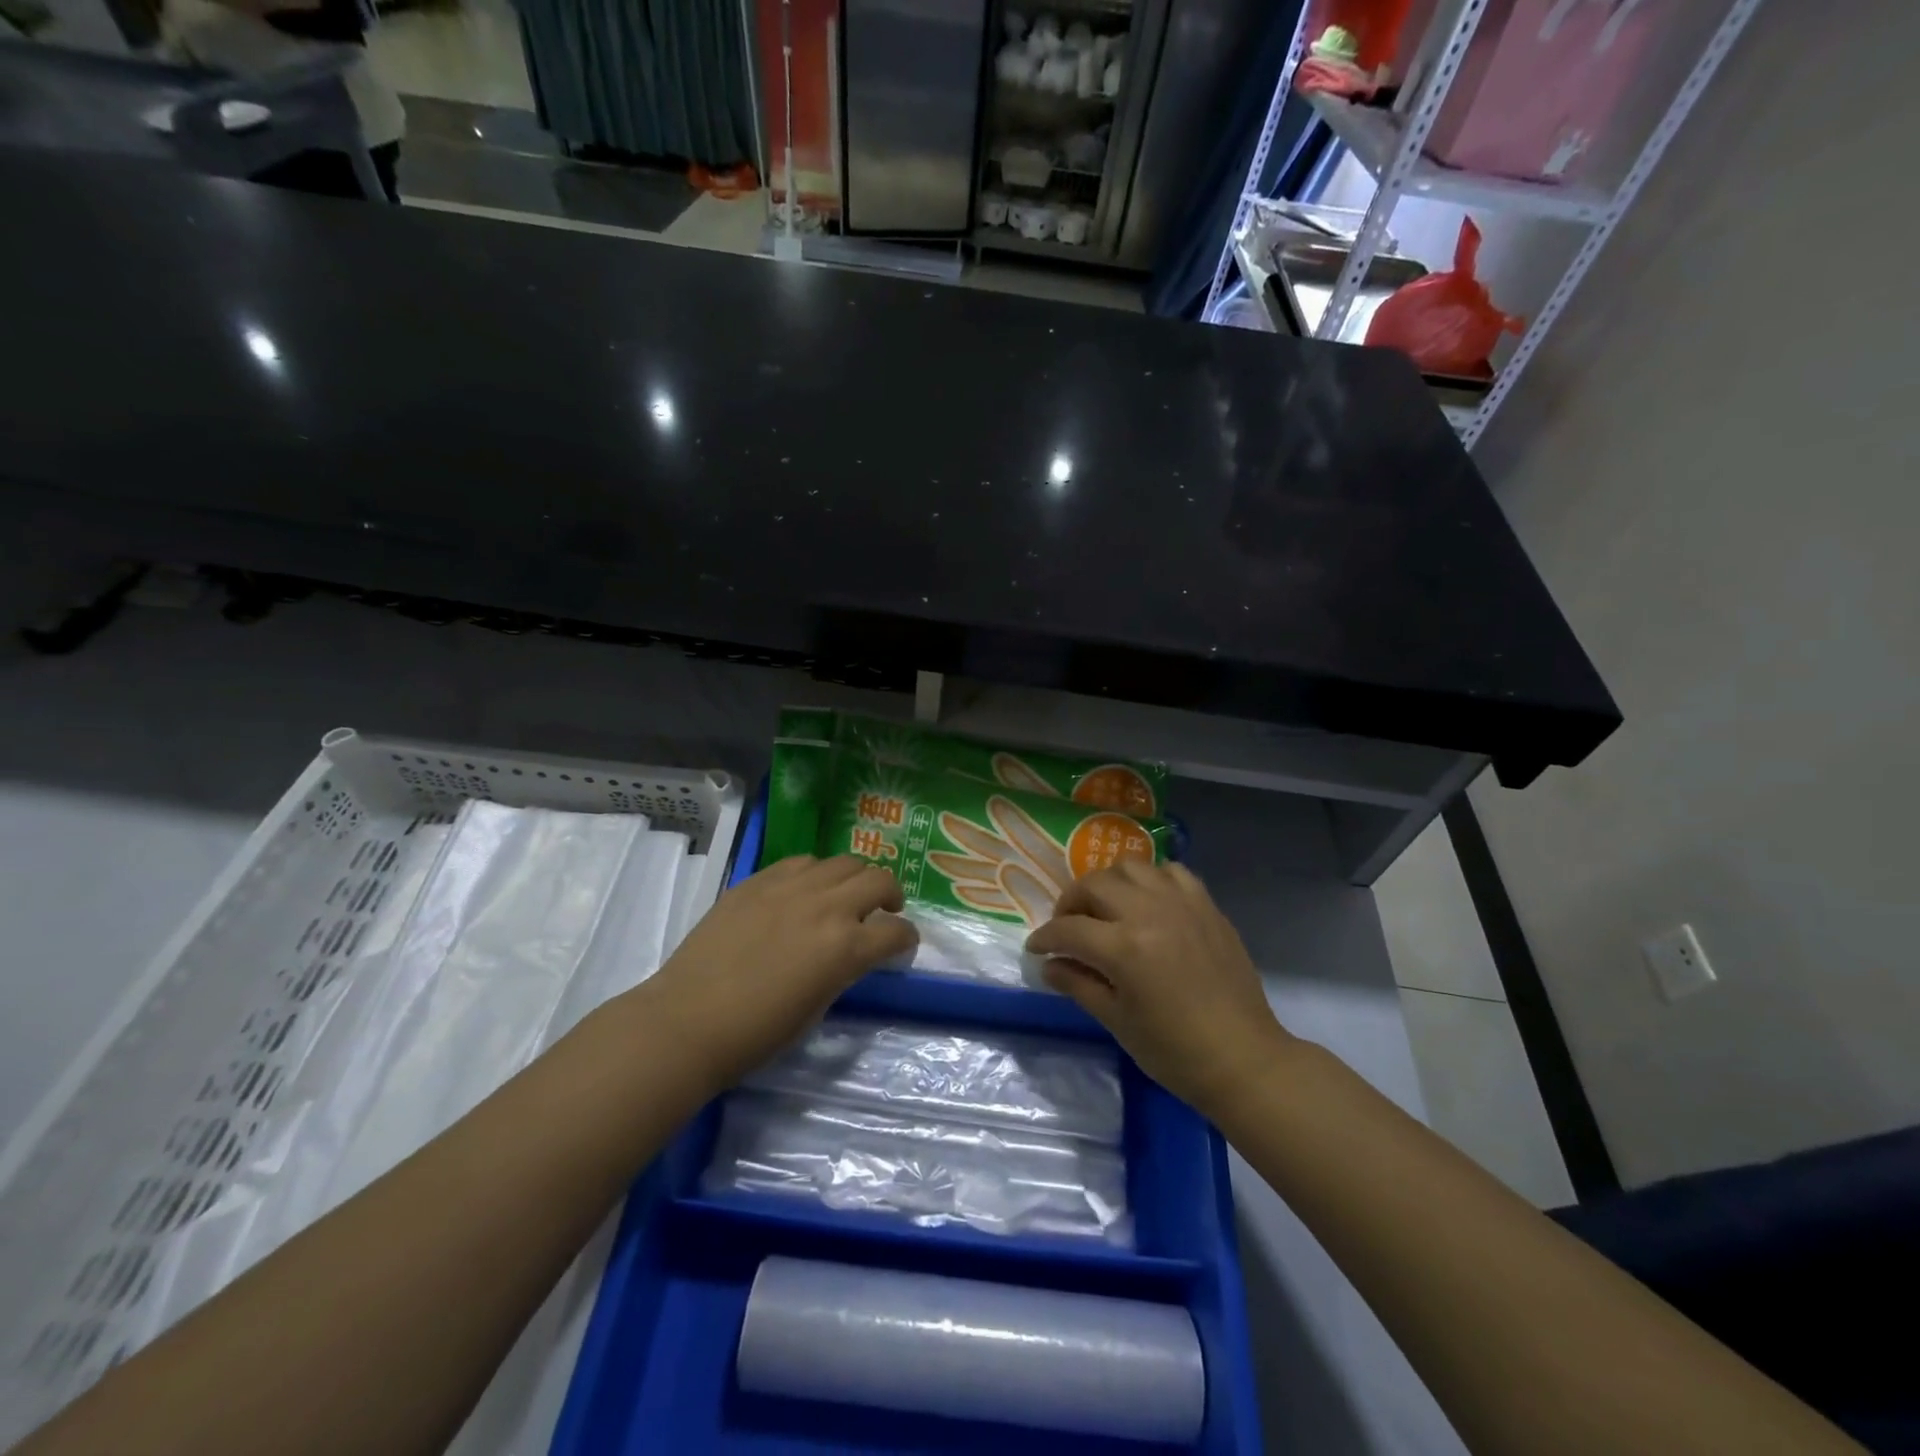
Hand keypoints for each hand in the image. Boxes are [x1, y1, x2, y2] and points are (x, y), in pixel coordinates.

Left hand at [638, 855, 916, 1089]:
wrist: (687, 1021)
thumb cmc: (757, 1033)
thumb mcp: (817, 1007)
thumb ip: (842, 969)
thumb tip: (850, 953)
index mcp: (845, 949)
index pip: (896, 932)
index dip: (906, 938)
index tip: (903, 943)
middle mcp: (826, 907)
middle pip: (879, 880)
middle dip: (891, 895)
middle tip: (884, 910)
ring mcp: (791, 887)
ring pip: (843, 862)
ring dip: (854, 878)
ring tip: (844, 895)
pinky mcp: (759, 880)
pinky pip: (801, 862)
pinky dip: (815, 873)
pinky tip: (804, 890)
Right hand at [1026, 860, 1292, 1115]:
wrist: (1243, 1058)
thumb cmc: (1174, 1051)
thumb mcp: (1117, 1021)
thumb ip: (1078, 985)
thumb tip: (1048, 966)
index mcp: (1123, 948)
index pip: (1068, 929)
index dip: (1045, 938)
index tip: (1036, 948)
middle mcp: (1149, 913)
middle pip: (1093, 885)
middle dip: (1070, 903)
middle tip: (1067, 927)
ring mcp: (1181, 904)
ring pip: (1130, 867)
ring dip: (1108, 883)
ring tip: (1105, 908)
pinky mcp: (1206, 905)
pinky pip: (1171, 872)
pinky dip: (1151, 880)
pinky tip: (1147, 902)